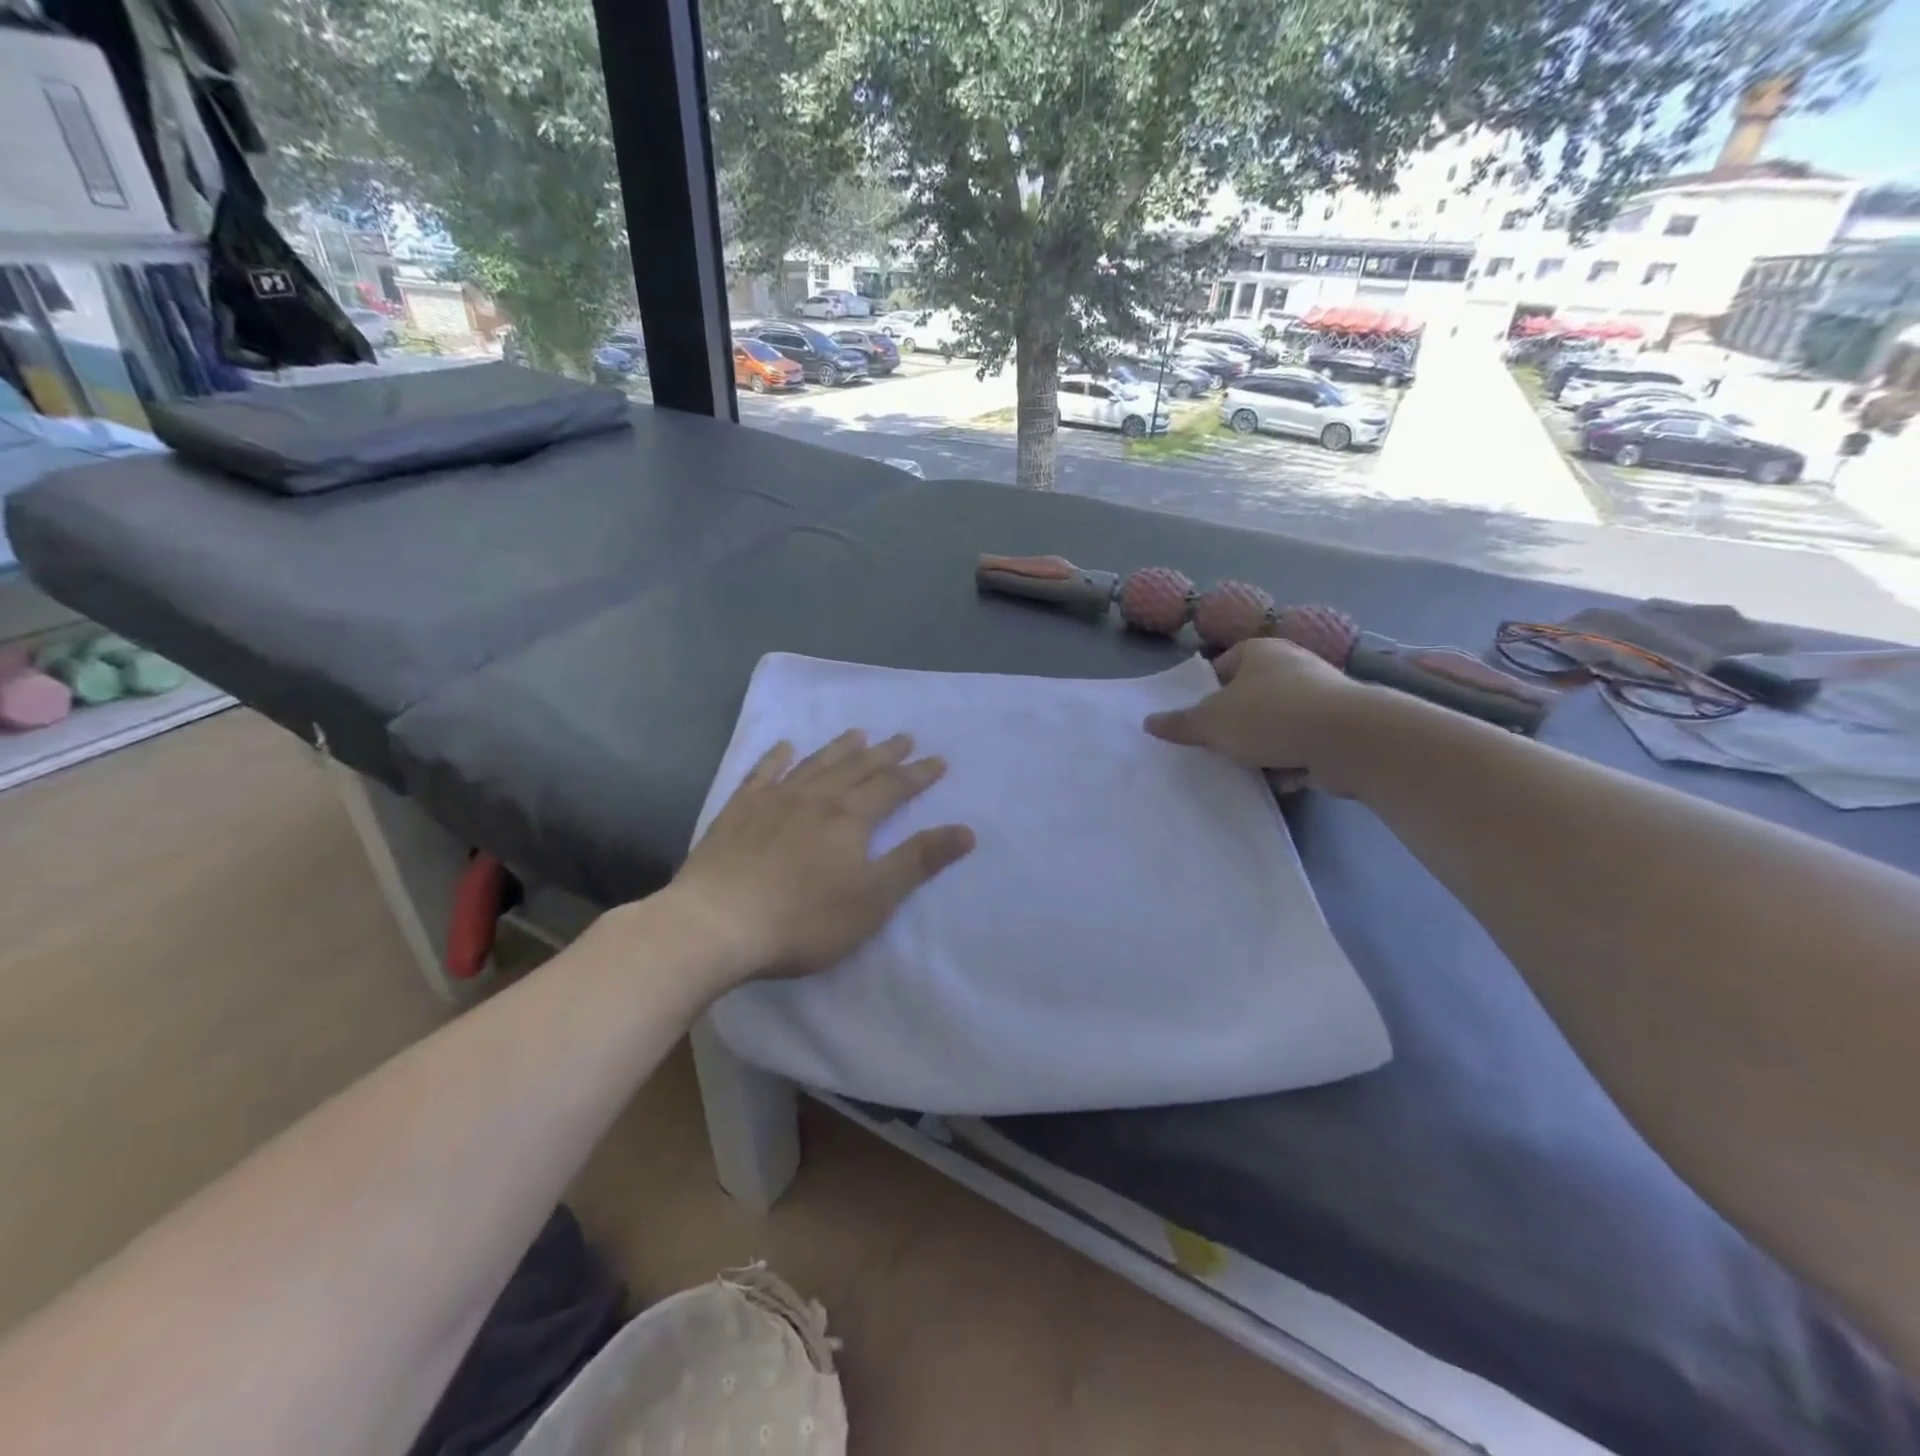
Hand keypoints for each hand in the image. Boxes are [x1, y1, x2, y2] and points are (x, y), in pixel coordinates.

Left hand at [668, 731, 975, 982]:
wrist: (716, 924)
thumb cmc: (803, 919)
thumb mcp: (873, 898)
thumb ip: (918, 861)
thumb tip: (966, 831)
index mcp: (850, 817)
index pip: (893, 787)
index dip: (918, 775)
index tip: (937, 761)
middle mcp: (815, 797)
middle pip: (857, 768)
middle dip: (884, 754)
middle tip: (904, 737)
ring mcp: (773, 800)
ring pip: (814, 764)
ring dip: (839, 749)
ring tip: (857, 733)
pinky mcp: (738, 812)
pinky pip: (762, 774)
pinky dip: (776, 758)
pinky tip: (783, 748)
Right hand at [1144, 638, 1372, 791]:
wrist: (1348, 740)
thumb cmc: (1270, 716)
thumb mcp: (1211, 722)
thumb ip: (1179, 724)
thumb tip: (1148, 722)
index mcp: (1260, 651)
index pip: (1222, 665)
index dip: (1206, 691)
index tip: (1198, 719)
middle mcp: (1293, 666)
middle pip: (1250, 696)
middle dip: (1234, 722)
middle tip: (1215, 746)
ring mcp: (1321, 696)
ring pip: (1277, 722)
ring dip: (1262, 745)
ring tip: (1243, 767)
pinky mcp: (1339, 727)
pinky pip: (1302, 744)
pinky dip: (1290, 760)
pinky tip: (1277, 780)